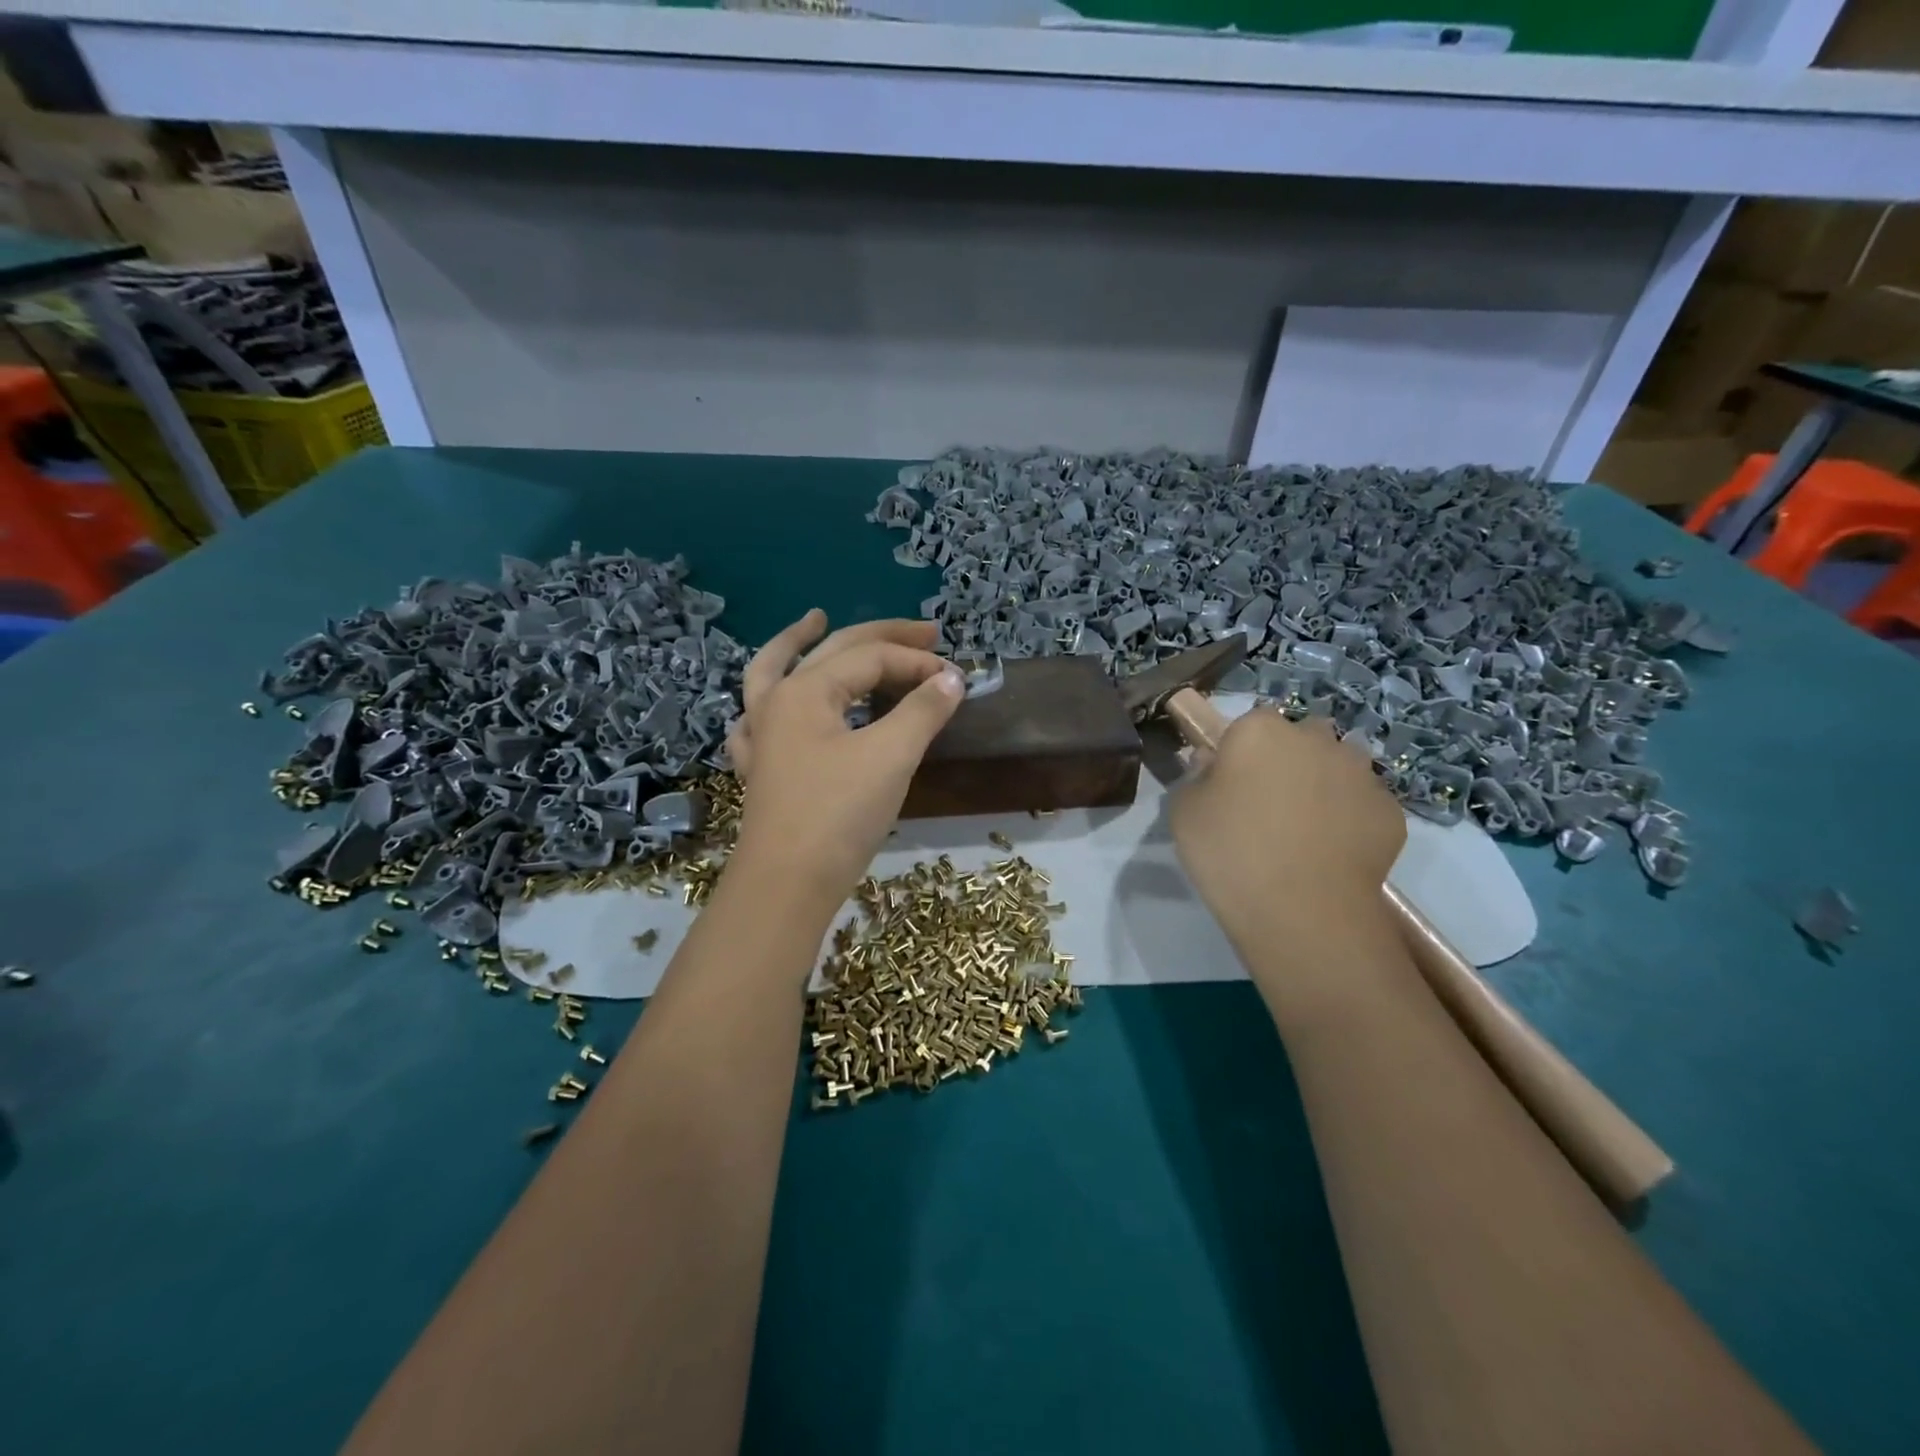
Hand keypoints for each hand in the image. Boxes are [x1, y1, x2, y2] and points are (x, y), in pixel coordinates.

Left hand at [726, 611, 964, 910]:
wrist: (786, 884)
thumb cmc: (839, 814)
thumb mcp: (891, 756)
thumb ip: (923, 711)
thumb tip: (952, 679)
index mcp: (805, 690)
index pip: (871, 659)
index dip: (918, 663)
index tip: (957, 680)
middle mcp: (777, 702)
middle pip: (833, 652)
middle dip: (882, 637)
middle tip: (927, 631)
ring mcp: (762, 735)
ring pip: (775, 671)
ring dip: (798, 642)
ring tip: (816, 619)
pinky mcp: (761, 768)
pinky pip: (759, 720)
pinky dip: (770, 700)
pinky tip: (775, 701)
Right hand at [1169, 709, 1404, 945]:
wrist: (1303, 911)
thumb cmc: (1230, 852)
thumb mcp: (1183, 812)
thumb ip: (1196, 776)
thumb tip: (1211, 763)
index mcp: (1260, 730)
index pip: (1250, 723)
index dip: (1241, 751)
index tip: (1232, 783)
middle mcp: (1315, 739)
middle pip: (1302, 737)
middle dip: (1290, 759)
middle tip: (1269, 803)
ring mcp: (1360, 774)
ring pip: (1339, 767)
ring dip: (1324, 784)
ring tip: (1306, 829)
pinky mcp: (1390, 812)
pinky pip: (1363, 805)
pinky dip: (1350, 820)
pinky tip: (1332, 853)